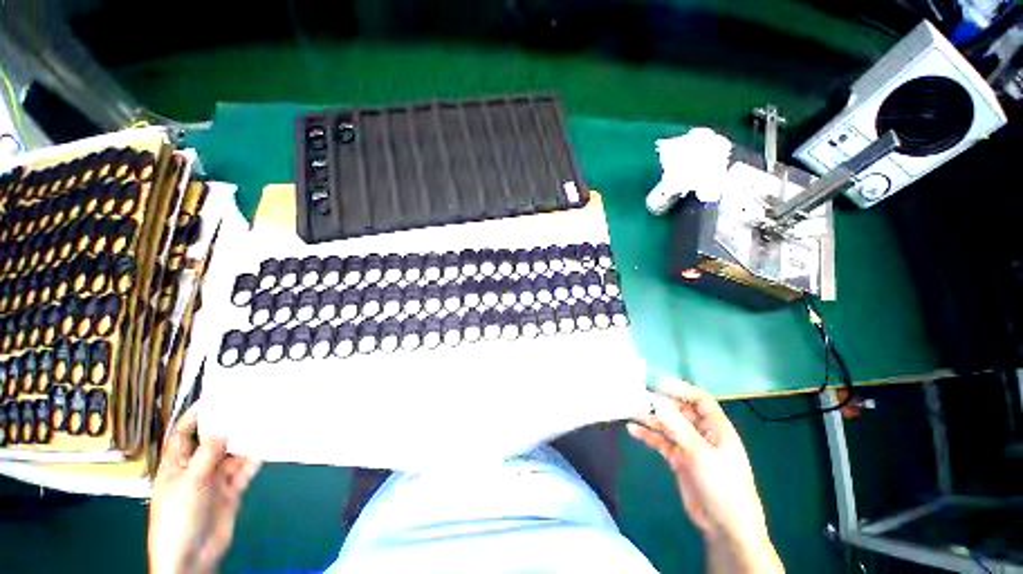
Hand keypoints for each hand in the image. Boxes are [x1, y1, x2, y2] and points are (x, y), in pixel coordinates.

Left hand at [148, 405, 260, 573]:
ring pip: (233, 454)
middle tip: (250, 405)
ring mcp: (215, 479)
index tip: (216, 398)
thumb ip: (207, 453)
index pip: (185, 434)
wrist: (192, 556)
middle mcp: (197, 467)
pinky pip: (245, 469)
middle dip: (229, 426)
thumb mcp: (189, 482)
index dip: (196, 416)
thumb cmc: (178, 516)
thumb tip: (223, 426)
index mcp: (177, 464)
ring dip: (246, 441)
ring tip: (265, 421)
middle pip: (214, 441)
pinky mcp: (232, 490)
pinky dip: (256, 458)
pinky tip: (268, 445)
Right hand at [628, 379, 782, 572]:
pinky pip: (662, 442)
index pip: (701, 400)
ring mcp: (691, 447)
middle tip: (639, 398)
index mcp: (718, 429)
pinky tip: (634, 431)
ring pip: (669, 426)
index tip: (658, 384)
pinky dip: (649, 436)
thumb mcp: (701, 454)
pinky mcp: (680, 460)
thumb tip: (659, 402)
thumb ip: (679, 427)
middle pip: (681, 411)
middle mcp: (704, 434)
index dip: (681, 389)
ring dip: (651, 419)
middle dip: (661, 404)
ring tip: (631, 412)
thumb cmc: (722, 486)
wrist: (726, 528)